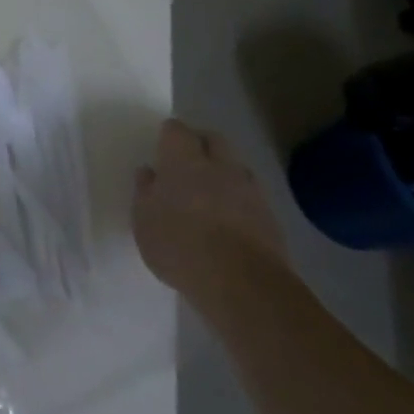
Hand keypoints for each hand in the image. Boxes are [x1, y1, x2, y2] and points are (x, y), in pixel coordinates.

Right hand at [133, 120, 291, 314]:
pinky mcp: (270, 216)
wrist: (242, 283)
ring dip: (223, 171)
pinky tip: (228, 219)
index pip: (176, 130)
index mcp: (183, 161)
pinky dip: (239, 199)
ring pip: (236, 166)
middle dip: (201, 143)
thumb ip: (145, 192)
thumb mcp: (144, 221)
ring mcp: (249, 190)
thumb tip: (150, 173)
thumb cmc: (179, 246)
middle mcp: (219, 166)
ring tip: (209, 192)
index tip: (162, 146)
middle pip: (213, 139)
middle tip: (186, 162)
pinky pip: (251, 195)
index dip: (169, 135)